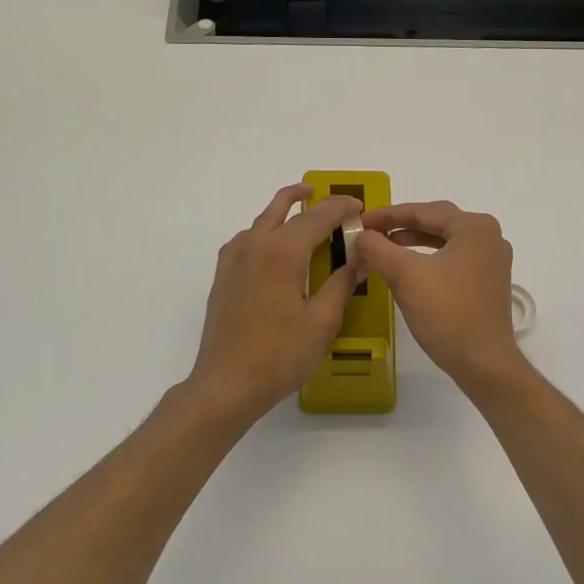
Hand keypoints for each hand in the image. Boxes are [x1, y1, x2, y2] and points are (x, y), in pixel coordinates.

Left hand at [186, 183, 365, 424]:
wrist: (227, 384)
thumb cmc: (280, 355)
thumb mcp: (322, 321)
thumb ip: (342, 283)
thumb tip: (359, 258)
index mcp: (282, 252)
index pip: (318, 217)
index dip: (341, 208)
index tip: (360, 207)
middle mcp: (254, 245)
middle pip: (282, 208)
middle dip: (308, 199)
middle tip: (332, 202)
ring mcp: (233, 260)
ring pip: (261, 221)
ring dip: (283, 212)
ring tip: (304, 216)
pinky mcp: (223, 277)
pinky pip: (246, 240)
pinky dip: (264, 232)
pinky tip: (275, 250)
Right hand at [356, 201, 525, 390]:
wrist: (483, 363)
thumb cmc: (447, 313)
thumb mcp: (405, 275)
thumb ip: (378, 248)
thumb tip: (361, 235)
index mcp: (475, 227)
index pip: (425, 211)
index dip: (389, 215)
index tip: (362, 220)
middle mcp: (490, 238)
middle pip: (437, 223)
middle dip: (402, 226)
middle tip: (371, 231)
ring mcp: (492, 262)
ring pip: (445, 243)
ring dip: (414, 243)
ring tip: (384, 247)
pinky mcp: (488, 283)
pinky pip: (453, 260)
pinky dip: (428, 260)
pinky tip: (408, 270)